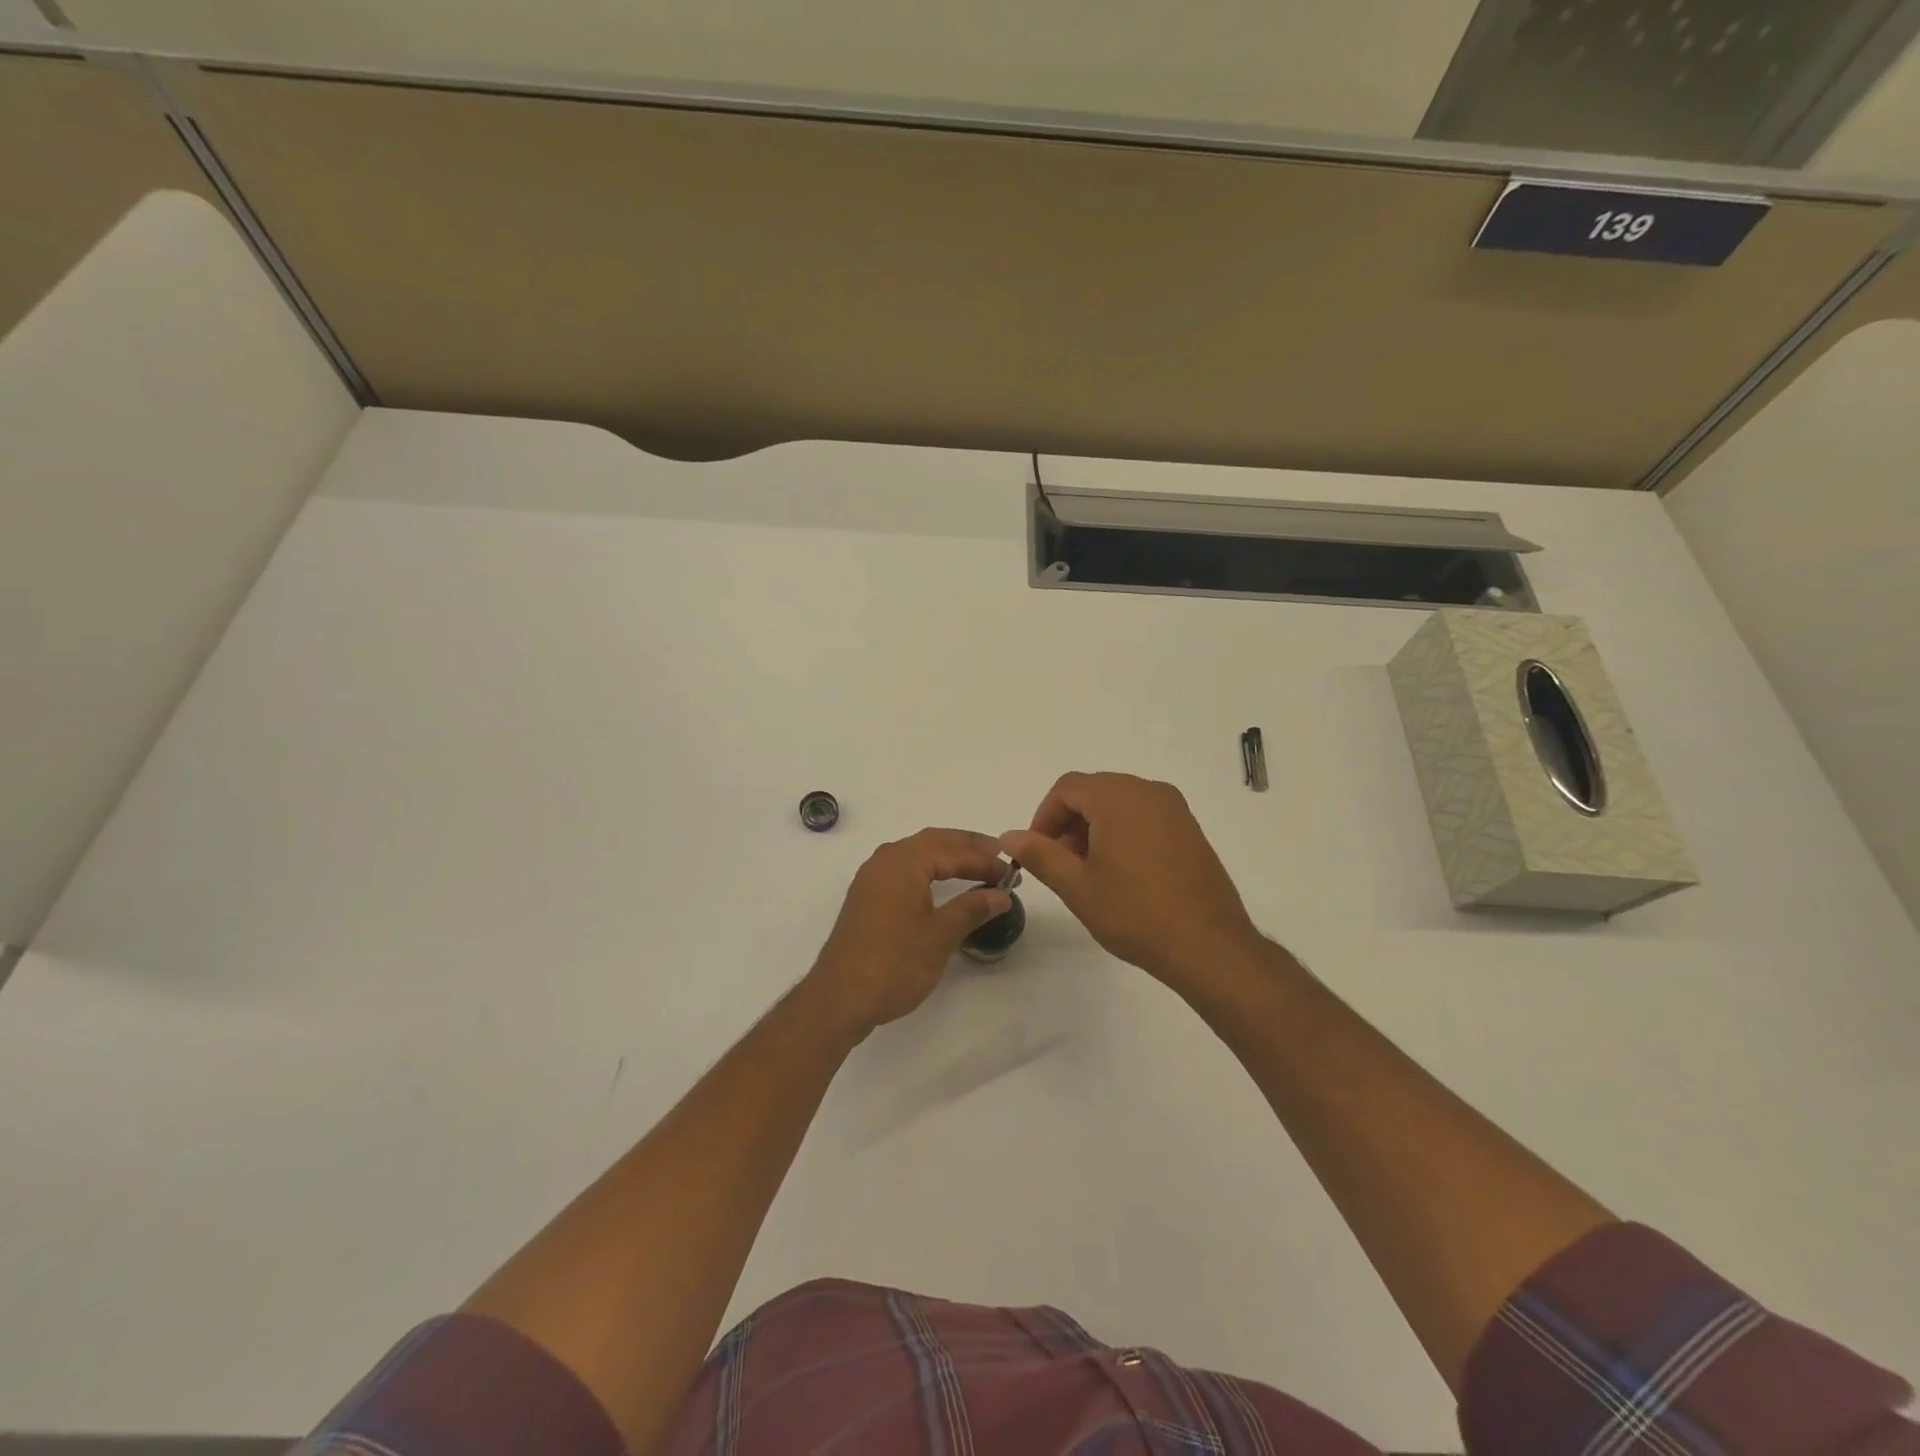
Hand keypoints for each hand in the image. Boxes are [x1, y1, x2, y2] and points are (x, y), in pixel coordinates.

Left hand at [805, 828, 1011, 1038]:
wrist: (840, 998)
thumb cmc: (894, 962)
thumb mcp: (941, 935)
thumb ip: (973, 908)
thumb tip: (1001, 894)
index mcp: (903, 861)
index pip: (953, 850)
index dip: (985, 860)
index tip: (1012, 872)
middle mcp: (885, 860)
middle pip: (934, 842)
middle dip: (969, 847)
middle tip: (1000, 858)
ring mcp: (872, 878)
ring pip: (918, 854)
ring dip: (949, 857)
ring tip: (979, 867)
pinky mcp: (867, 897)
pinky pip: (905, 871)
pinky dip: (931, 870)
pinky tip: (945, 885)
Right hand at [1001, 772, 1262, 990]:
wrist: (1208, 946)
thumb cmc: (1135, 913)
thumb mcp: (1077, 885)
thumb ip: (1039, 854)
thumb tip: (1009, 836)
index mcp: (1119, 797)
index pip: (1067, 788)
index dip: (1044, 816)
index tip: (1038, 852)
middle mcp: (1149, 791)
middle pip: (1094, 792)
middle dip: (1069, 823)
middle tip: (1060, 865)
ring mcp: (1175, 809)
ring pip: (1119, 805)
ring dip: (1094, 829)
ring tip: (1089, 873)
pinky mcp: (1190, 830)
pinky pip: (1144, 817)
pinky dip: (1122, 834)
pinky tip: (1121, 874)